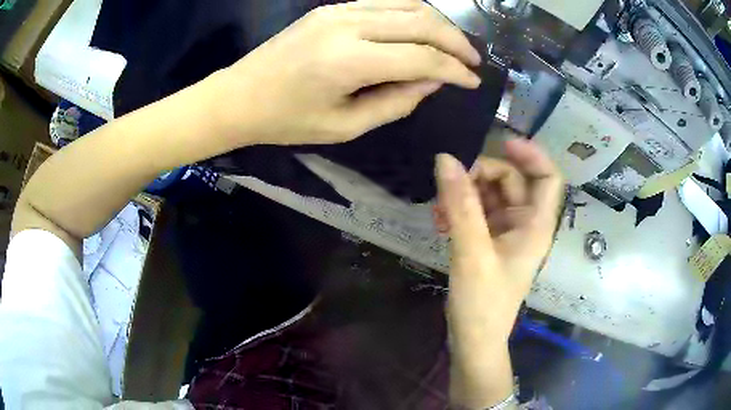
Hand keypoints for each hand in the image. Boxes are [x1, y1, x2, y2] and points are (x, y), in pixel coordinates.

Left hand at [215, 0, 481, 145]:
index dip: (455, 70)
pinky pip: (385, 1)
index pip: (422, 57)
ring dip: (439, 23)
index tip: (473, 82)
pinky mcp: (332, 7)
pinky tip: (423, 28)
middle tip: (473, 61)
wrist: (239, 96)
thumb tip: (433, 82)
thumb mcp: (345, 127)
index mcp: (349, 62)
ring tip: (454, 45)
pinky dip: (413, 12)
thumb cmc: (286, 121)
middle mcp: (348, 26)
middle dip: (456, 42)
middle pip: (422, 22)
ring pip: (408, 5)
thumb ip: (396, 103)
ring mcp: (339, 10)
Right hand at [435, 138, 562, 408]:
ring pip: (490, 196)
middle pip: (511, 181)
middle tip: (449, 183)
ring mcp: (506, 233)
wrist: (474, 341)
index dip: (531, 154)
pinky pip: (477, 213)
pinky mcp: (489, 243)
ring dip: (465, 194)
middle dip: (480, 175)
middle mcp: (525, 224)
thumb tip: (444, 159)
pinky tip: (440, 221)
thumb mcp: (472, 252)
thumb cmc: (483, 303)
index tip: (502, 141)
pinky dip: (460, 211)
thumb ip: (460, 205)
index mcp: (535, 224)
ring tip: (438, 208)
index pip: (548, 177)